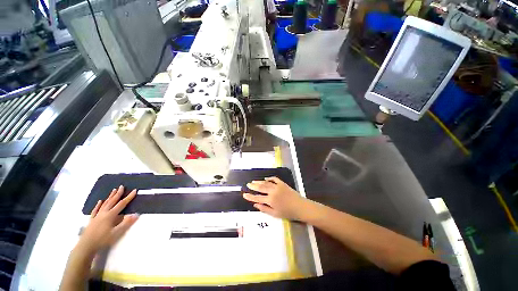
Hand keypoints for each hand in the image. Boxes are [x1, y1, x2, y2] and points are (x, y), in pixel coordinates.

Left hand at [77, 186, 138, 255]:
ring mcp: (97, 216)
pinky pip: (96, 210)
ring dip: (110, 197)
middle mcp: (104, 213)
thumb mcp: (116, 233)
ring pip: (104, 204)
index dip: (129, 197)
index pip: (122, 204)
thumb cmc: (102, 240)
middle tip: (122, 186)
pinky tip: (100, 201)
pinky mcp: (92, 220)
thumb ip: (126, 223)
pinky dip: (98, 205)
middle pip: (112, 201)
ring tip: (113, 190)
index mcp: (110, 215)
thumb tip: (136, 214)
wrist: (86, 246)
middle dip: (118, 193)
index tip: (134, 190)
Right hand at [243, 177, 307, 219]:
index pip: (257, 197)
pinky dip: (269, 178)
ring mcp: (278, 186)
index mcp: (270, 200)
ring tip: (254, 181)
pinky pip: (274, 179)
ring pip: (266, 183)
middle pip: (260, 188)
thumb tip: (255, 204)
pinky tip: (266, 178)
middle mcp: (272, 192)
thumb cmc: (288, 213)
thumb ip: (264, 209)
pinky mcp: (282, 184)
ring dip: (259, 182)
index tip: (244, 194)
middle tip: (248, 184)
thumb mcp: (275, 214)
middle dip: (253, 186)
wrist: (300, 207)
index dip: (250, 196)